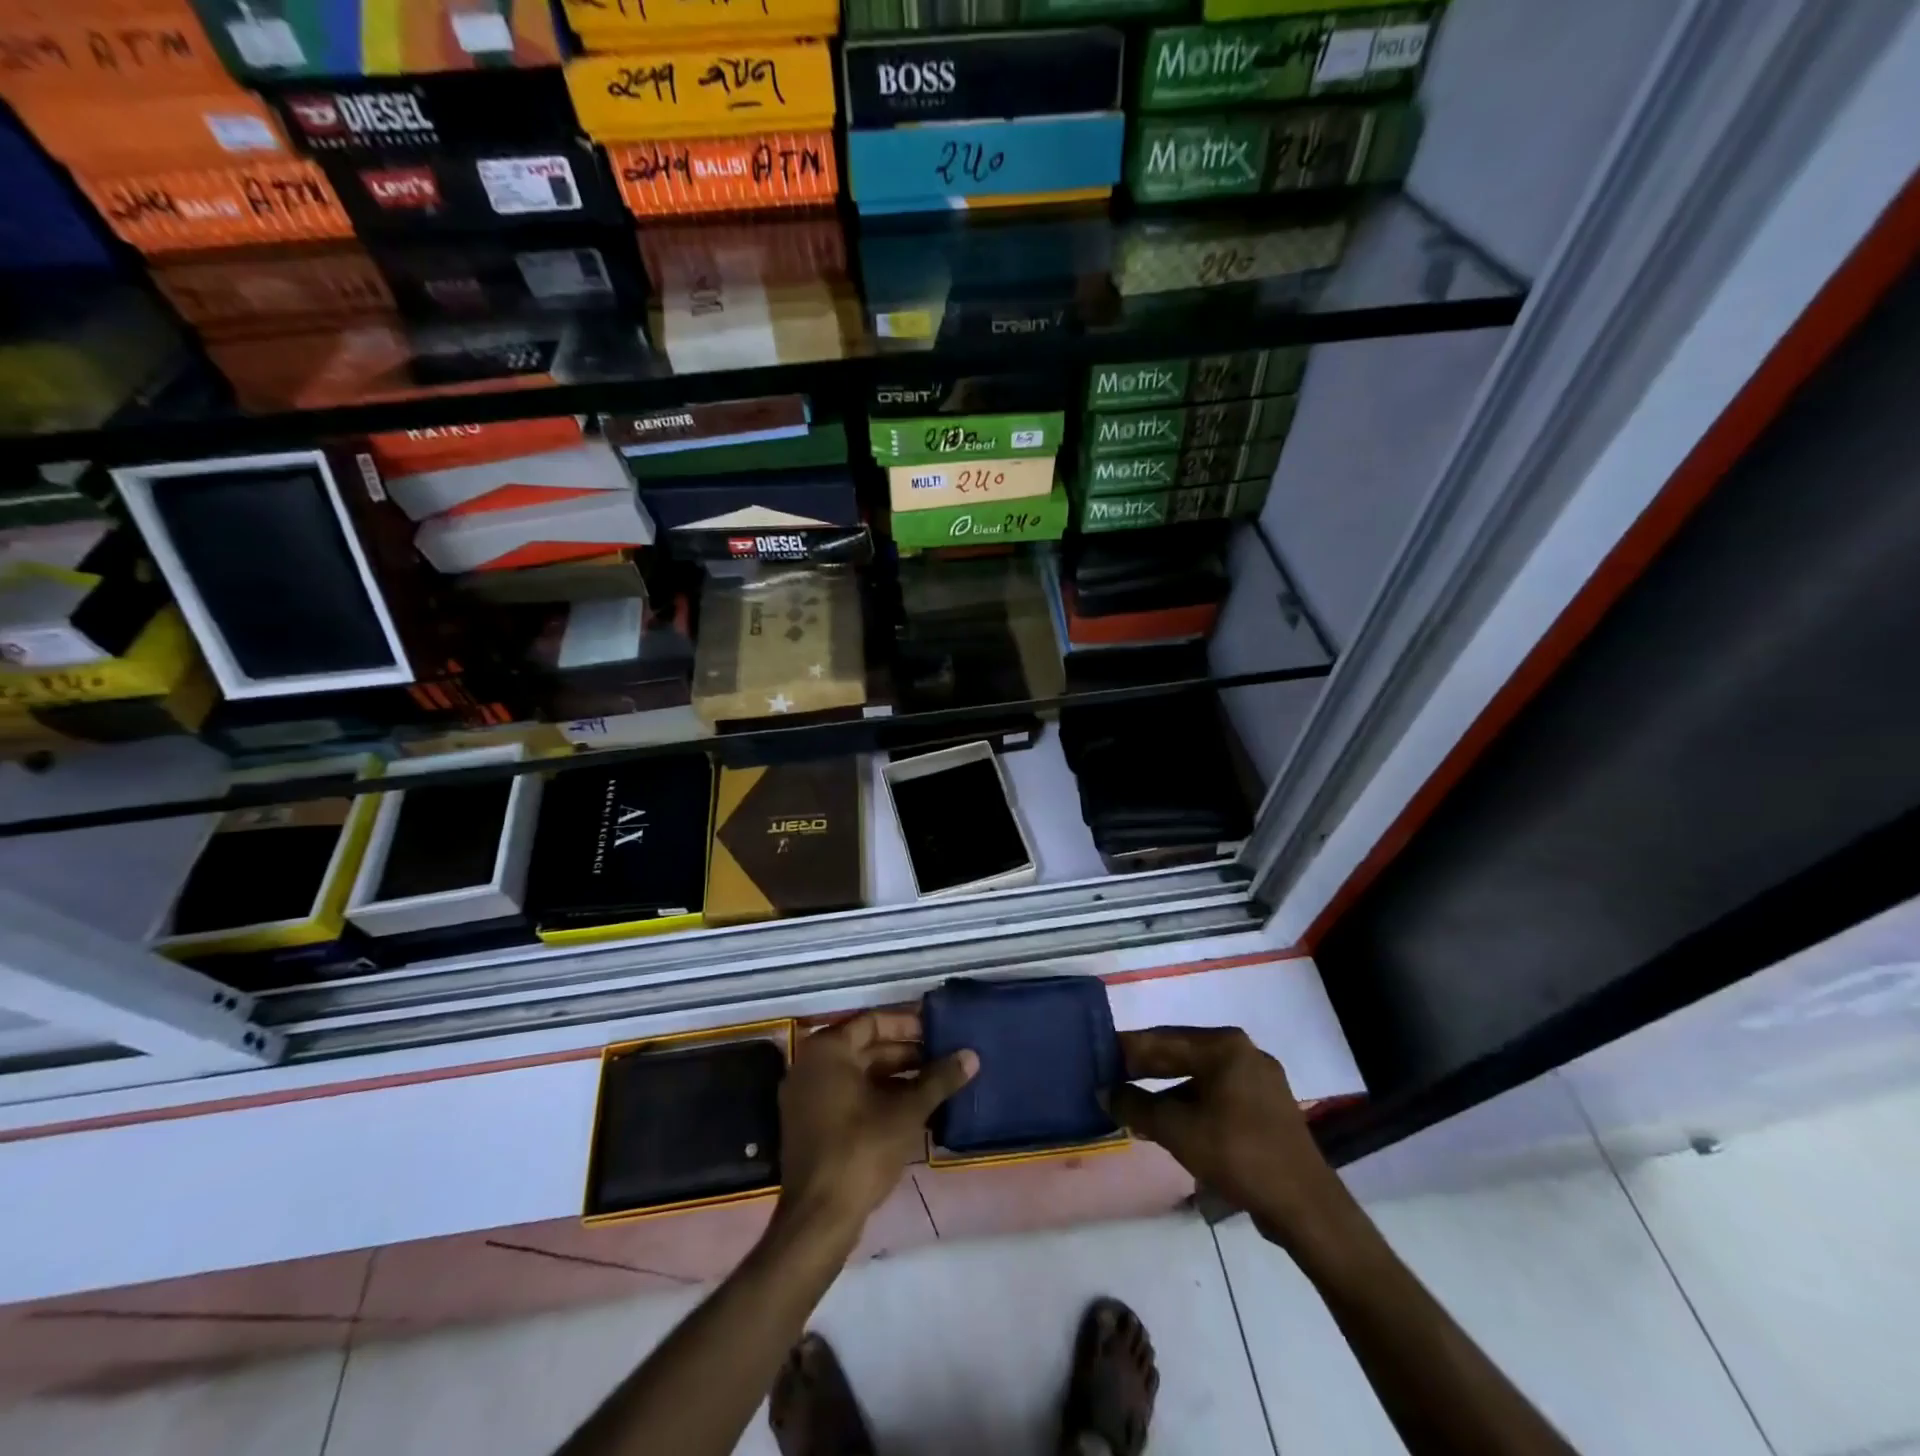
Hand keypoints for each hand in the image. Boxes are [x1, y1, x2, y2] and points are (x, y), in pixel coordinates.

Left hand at [775, 1011, 977, 1245]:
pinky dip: (878, 1097)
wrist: (818, 1218)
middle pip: (865, 1047)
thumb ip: (939, 1080)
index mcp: (827, 1050)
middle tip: (944, 1058)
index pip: (873, 1021)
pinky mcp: (811, 1124)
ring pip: (859, 1074)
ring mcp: (807, 1096)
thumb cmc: (860, 1150)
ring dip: (896, 1077)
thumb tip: (971, 1055)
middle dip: (906, 1053)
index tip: (938, 1032)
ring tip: (936, 1083)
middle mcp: (811, 1065)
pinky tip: (913, 1109)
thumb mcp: (906, 1112)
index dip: (908, 1024)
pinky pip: (848, 1096)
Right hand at [1109, 1026, 1345, 1249]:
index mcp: (1224, 1046)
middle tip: (1109, 1078)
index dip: (1127, 1050)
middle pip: (1181, 1054)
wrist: (1305, 1207)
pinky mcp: (1265, 1106)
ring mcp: (1258, 1079)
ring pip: (1198, 1076)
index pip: (1162, 1039)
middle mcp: (1243, 1052)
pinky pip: (1216, 1094)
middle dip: (1145, 1070)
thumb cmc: (1238, 1155)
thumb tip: (1104, 1092)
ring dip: (1165, 1091)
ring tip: (1133, 1105)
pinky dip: (1190, 1104)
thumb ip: (1136, 1107)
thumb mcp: (1177, 1131)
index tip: (1098, 1055)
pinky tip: (1168, 1122)